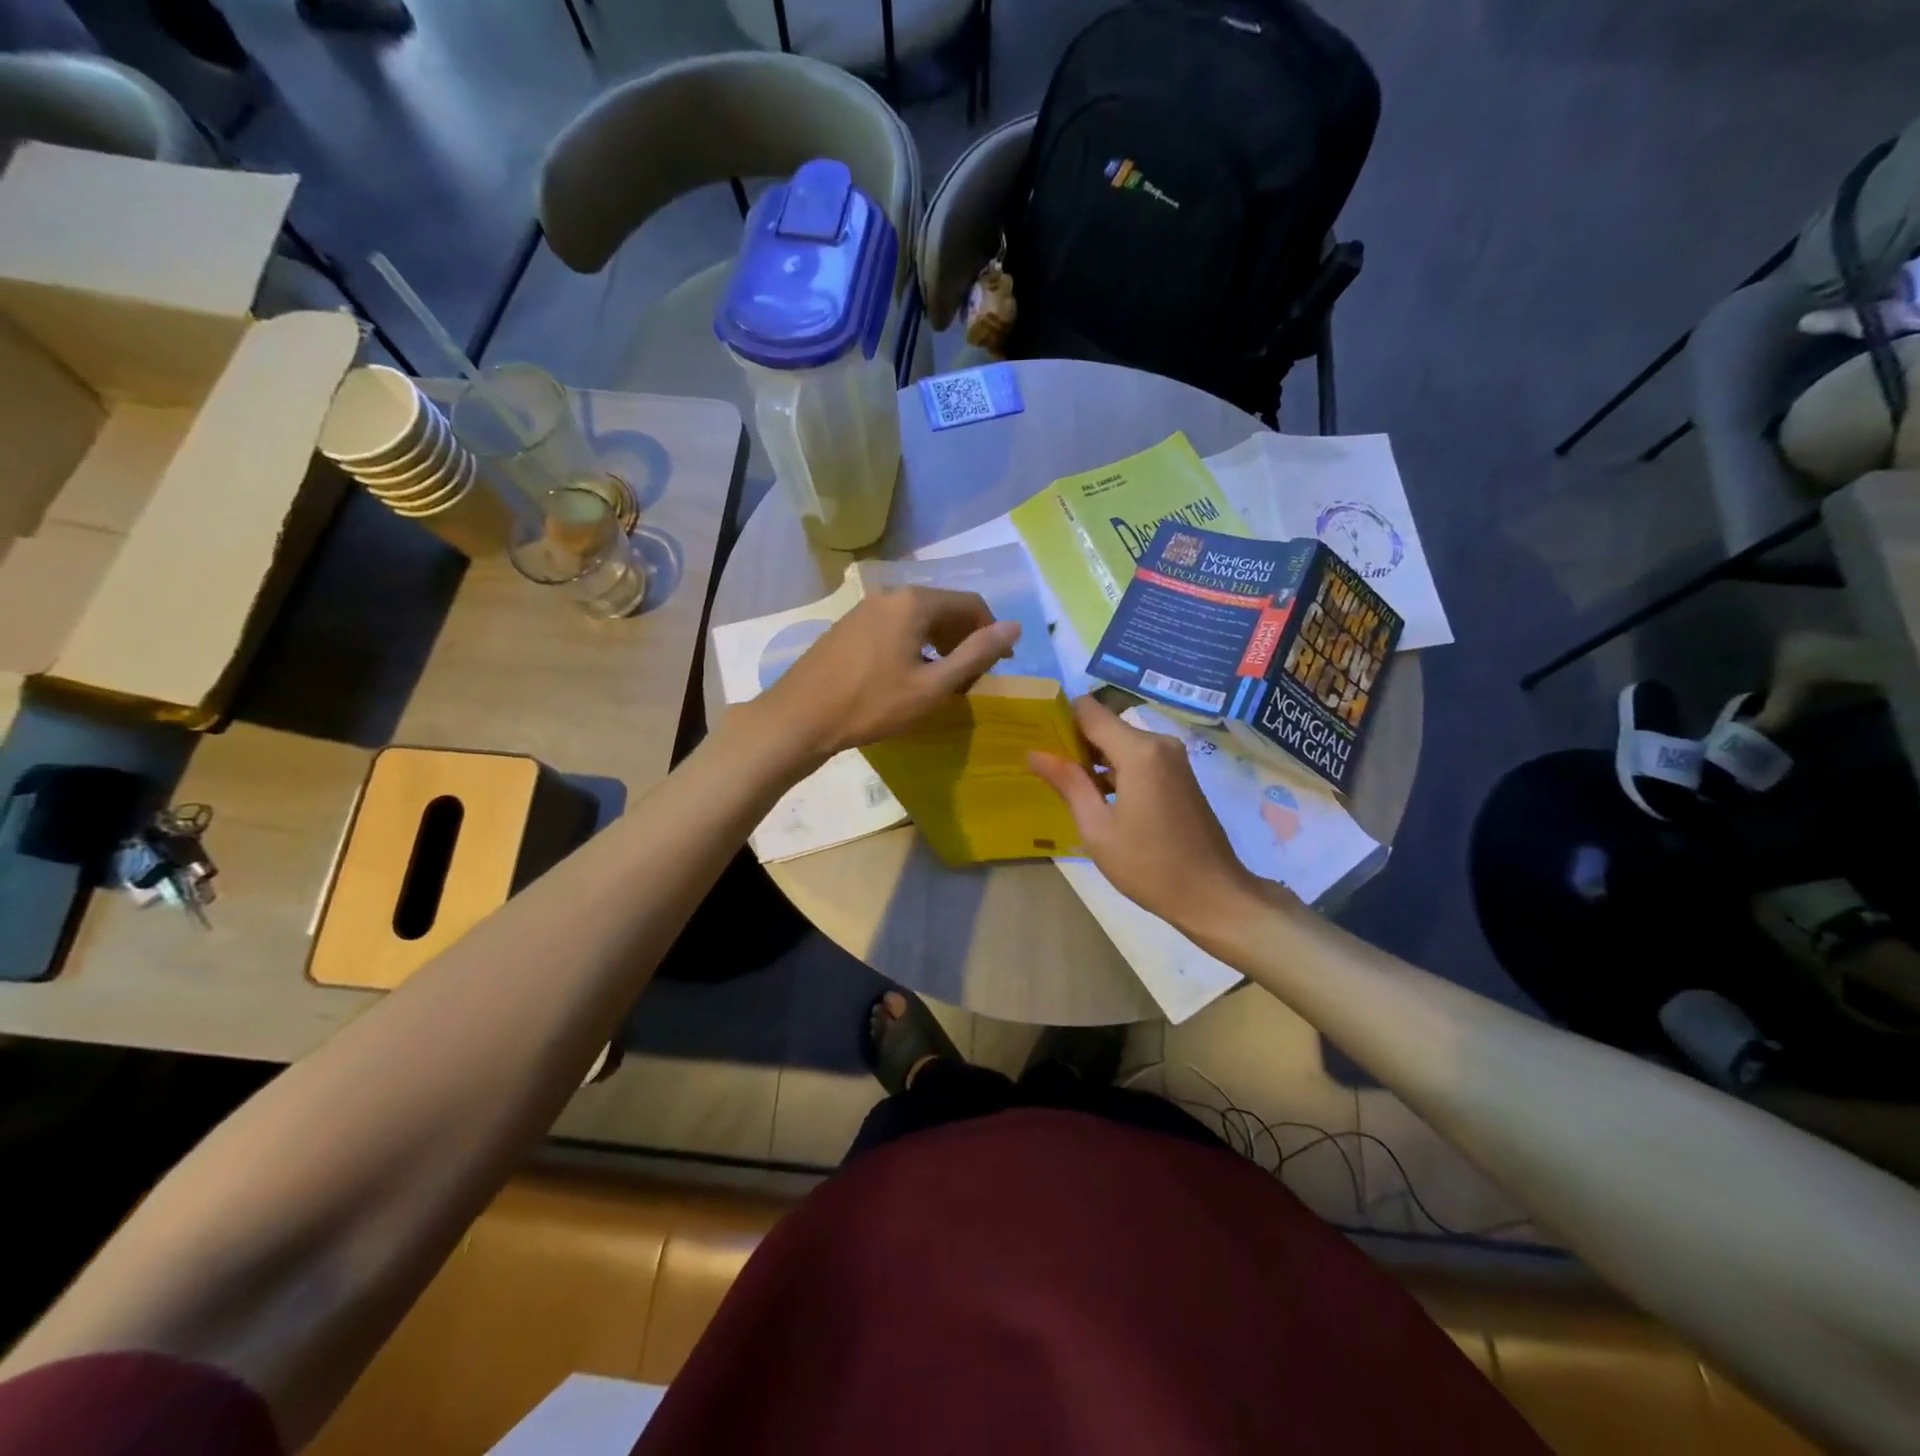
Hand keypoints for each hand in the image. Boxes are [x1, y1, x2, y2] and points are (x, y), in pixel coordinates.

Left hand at [752, 587, 1019, 764]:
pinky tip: (908, 676)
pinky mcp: (848, 626)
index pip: (970, 603)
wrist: (800, 717)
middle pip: (943, 608)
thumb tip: (1014, 627)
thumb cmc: (872, 704)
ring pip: (918, 619)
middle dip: (965, 639)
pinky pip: (894, 627)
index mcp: (915, 602)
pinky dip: (914, 645)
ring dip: (940, 644)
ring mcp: (865, 609)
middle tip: (972, 678)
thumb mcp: (933, 686)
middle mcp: (890, 595)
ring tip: (943, 681)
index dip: (991, 633)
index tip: (1000, 665)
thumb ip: (976, 654)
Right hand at [1029, 696, 1282, 935]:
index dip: (1060, 718)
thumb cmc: (1149, 866)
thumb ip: (1068, 784)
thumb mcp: (1098, 828)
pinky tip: (1097, 797)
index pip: (1089, 710)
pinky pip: (1138, 758)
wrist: (1213, 895)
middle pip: (1105, 725)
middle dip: (1075, 742)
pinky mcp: (1179, 775)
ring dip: (1094, 759)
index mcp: (1139, 752)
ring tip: (1063, 784)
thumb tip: (1034, 753)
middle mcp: (1159, 744)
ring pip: (1121, 743)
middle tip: (1044, 768)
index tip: (1036, 737)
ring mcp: (1173, 759)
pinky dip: (1115, 770)